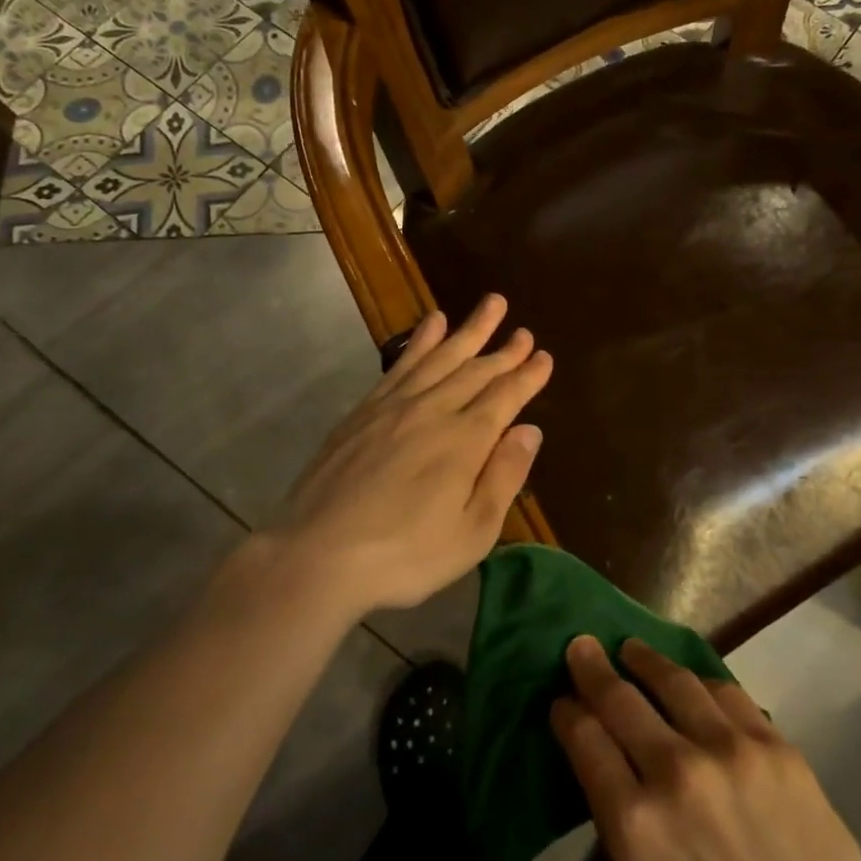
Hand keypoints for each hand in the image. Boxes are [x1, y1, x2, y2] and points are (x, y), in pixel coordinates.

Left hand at [265, 294, 551, 617]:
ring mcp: (395, 406)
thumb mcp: (472, 533)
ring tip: (490, 304)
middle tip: (524, 330)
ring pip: (440, 356)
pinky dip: (420, 341)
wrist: (316, 555)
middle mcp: (434, 411)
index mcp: (465, 441)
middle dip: (504, 350)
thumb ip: (504, 476)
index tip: (545, 357)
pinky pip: (401, 364)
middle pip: (476, 370)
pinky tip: (431, 324)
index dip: (528, 376)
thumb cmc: (404, 555)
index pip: (505, 397)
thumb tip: (530, 430)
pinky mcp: (364, 411)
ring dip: (468, 330)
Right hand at [552, 637, 860, 860]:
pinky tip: (695, 680)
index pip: (585, 742)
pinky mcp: (777, 746)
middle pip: (621, 701)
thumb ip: (631, 834)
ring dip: (646, 661)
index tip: (561, 701)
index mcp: (635, 829)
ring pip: (675, 682)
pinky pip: (729, 694)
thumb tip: (619, 781)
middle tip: (580, 646)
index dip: (567, 714)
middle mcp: (676, 774)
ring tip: (633, 648)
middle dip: (592, 669)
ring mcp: (731, 752)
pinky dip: (702, 682)